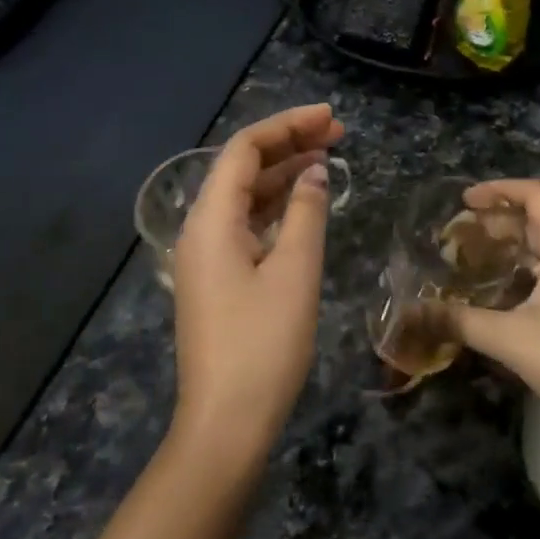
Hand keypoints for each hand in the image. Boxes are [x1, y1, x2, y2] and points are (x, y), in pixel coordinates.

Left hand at [169, 104, 343, 465]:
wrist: (226, 422)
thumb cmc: (263, 344)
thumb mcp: (295, 272)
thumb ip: (307, 213)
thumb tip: (315, 172)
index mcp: (211, 220)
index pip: (244, 150)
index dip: (287, 125)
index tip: (329, 117)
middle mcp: (202, 229)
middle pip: (242, 168)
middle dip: (288, 144)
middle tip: (337, 132)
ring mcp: (207, 256)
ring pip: (245, 196)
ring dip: (284, 173)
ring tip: (328, 157)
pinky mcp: (219, 278)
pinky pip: (247, 223)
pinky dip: (277, 206)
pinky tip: (305, 202)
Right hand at [447, 180, 539, 445]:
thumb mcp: (510, 339)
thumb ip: (459, 320)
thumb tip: (412, 313)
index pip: (536, 195)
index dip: (499, 190)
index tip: (465, 201)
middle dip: (499, 222)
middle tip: (459, 234)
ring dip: (513, 247)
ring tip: (473, 258)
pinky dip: (529, 269)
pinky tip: (502, 291)